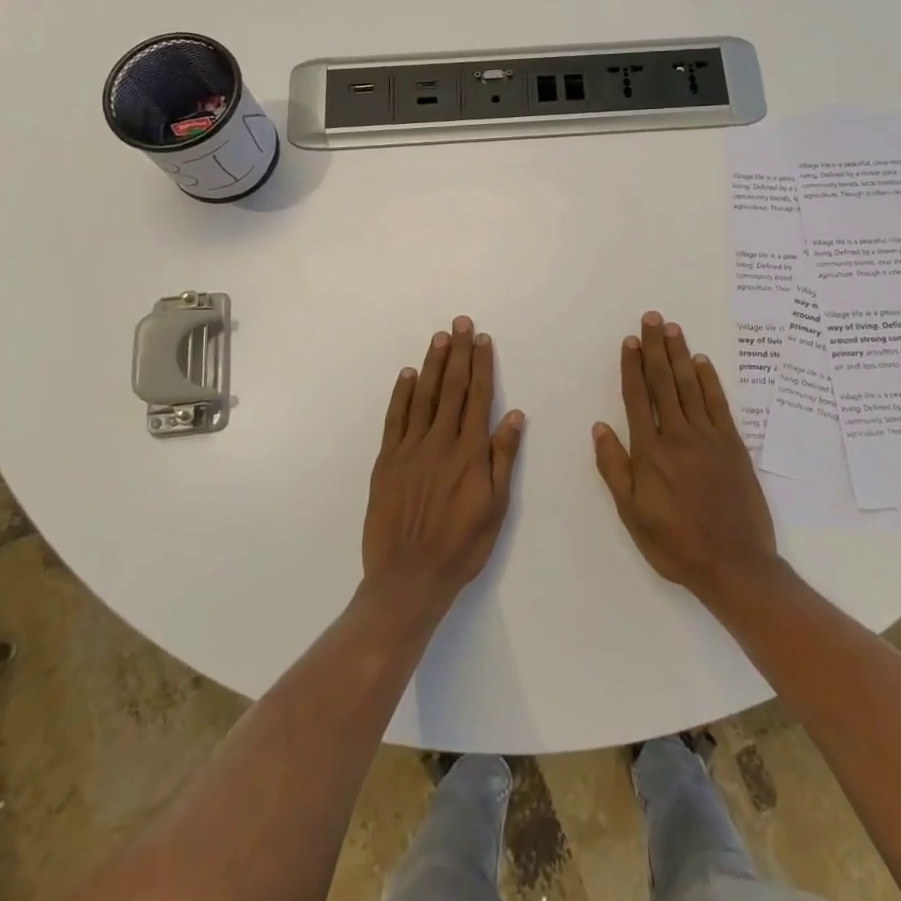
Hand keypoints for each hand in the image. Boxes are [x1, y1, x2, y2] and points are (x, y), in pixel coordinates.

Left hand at [362, 316, 525, 622]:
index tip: (483, 340)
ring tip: (439, 338)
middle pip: (452, 388)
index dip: (482, 366)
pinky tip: (407, 374)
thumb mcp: (496, 508)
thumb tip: (514, 415)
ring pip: (424, 396)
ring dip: (432, 365)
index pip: (478, 398)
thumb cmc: (461, 546)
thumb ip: (502, 458)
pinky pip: (395, 419)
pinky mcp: (386, 461)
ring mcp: (410, 449)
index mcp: (469, 452)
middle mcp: (440, 442)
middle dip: (458, 353)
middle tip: (460, 323)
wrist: (408, 578)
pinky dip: (401, 394)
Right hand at [593, 311, 779, 610]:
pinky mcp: (733, 445)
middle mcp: (678, 435)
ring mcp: (709, 437)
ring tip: (672, 328)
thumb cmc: (675, 543)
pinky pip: (719, 404)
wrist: (733, 563)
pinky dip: (710, 380)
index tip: (629, 341)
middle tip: (651, 318)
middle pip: (664, 383)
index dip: (632, 367)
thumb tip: (600, 427)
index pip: (637, 398)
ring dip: (680, 355)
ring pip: (691, 386)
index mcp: (650, 452)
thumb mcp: (631, 513)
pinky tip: (702, 362)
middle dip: (655, 348)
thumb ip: (614, 468)